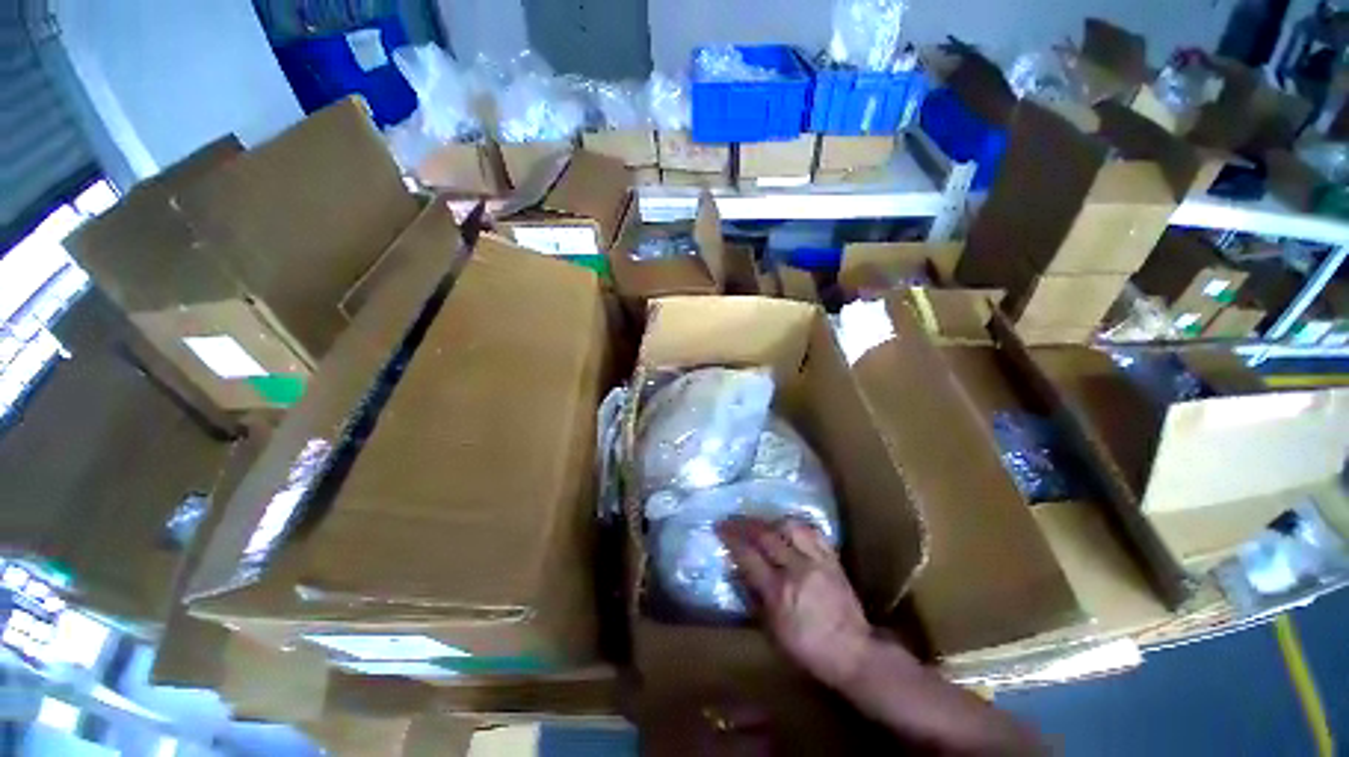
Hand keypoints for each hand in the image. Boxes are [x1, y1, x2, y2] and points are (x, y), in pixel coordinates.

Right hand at [718, 517, 884, 689]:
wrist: (848, 648)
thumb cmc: (804, 648)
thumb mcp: (771, 630)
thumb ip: (755, 600)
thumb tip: (741, 577)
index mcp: (778, 590)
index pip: (749, 555)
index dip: (732, 538)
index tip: (719, 528)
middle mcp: (798, 569)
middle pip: (769, 536)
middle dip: (747, 525)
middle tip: (733, 521)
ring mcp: (819, 562)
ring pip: (795, 528)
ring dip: (774, 523)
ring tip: (764, 525)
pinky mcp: (835, 561)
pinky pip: (816, 535)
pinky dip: (800, 529)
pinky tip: (792, 532)